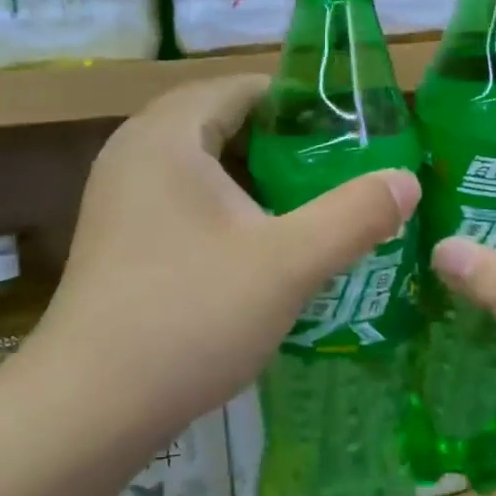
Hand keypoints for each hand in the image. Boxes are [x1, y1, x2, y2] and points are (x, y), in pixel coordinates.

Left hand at [38, 75, 419, 441]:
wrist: (88, 408)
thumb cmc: (190, 317)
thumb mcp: (288, 264)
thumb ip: (354, 215)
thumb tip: (406, 180)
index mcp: (168, 136)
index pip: (240, 87)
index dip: (297, 101)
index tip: (348, 130)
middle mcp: (133, 153)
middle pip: (218, 122)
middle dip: (278, 141)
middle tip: (334, 168)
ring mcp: (117, 199)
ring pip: (198, 165)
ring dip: (250, 177)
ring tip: (305, 203)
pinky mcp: (115, 240)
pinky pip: (179, 200)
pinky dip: (222, 207)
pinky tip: (256, 246)